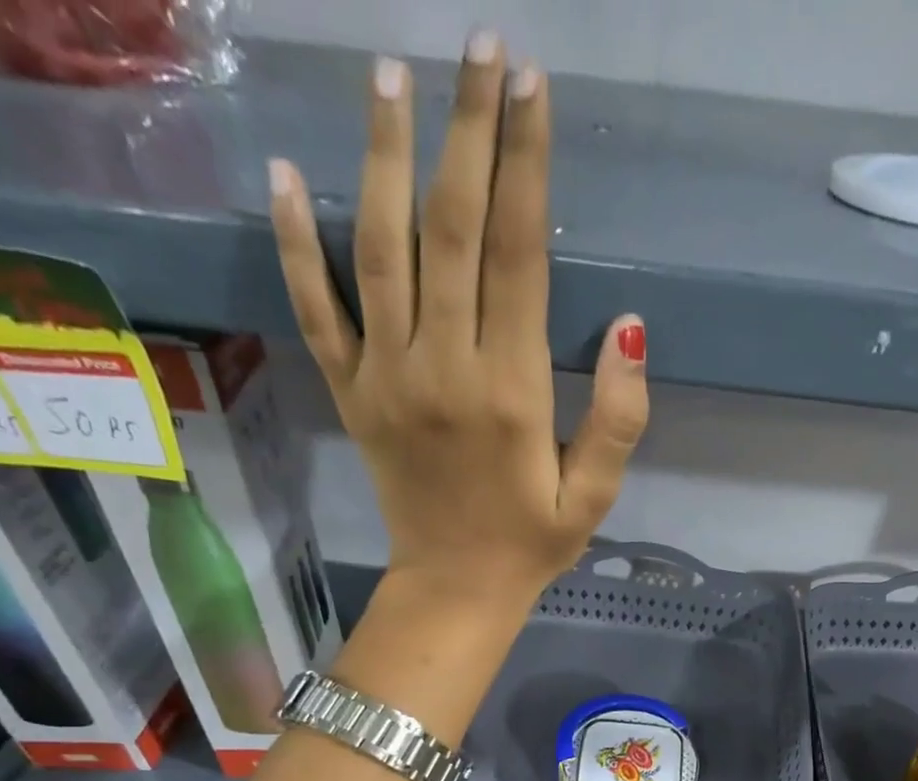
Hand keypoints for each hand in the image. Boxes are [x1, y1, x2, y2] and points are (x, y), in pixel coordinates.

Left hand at [267, 35, 649, 608]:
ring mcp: (386, 376)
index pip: (515, 255)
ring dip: (385, 156)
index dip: (523, 165)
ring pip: (379, 248)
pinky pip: (314, 309)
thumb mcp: (593, 497)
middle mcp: (442, 367)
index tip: (530, 86)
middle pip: (449, 229)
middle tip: (478, 46)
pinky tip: (286, 173)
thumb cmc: (531, 542)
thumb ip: (619, 419)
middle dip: (467, 130)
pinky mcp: (352, 392)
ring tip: (391, 74)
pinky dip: (295, 242)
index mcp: (510, 391)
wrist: (455, 588)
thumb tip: (630, 328)